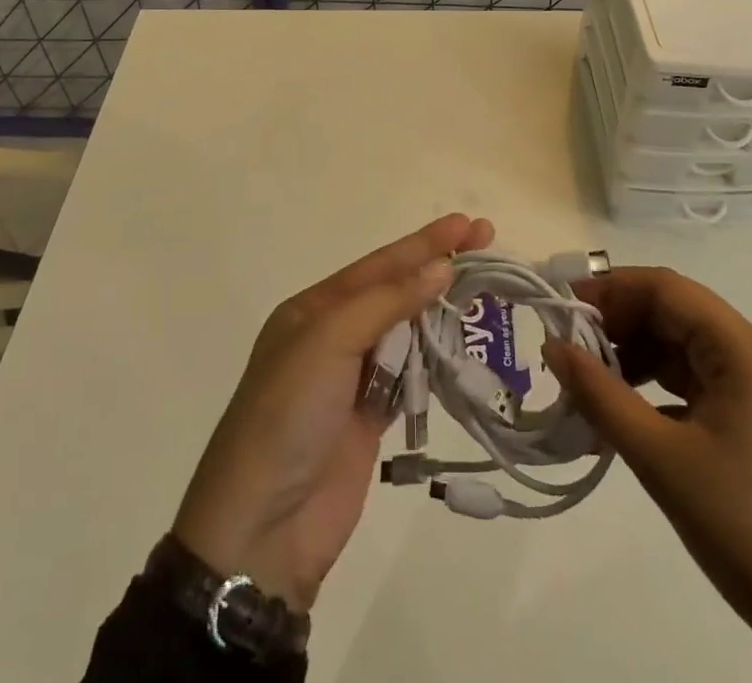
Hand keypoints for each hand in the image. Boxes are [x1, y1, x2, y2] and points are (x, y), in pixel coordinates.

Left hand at [172, 213, 494, 613]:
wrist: (263, 527)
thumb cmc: (288, 414)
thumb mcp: (327, 341)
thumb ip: (386, 302)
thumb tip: (441, 268)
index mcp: (314, 309)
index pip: (380, 264)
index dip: (424, 243)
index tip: (467, 224)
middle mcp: (334, 335)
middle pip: (396, 292)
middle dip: (438, 268)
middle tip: (487, 242)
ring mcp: (354, 378)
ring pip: (408, 331)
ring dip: (442, 311)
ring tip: (486, 288)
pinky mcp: (373, 418)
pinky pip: (413, 376)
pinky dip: (437, 358)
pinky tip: (466, 342)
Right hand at [544, 267, 751, 682]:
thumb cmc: (747, 527)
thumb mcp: (661, 458)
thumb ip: (600, 395)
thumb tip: (553, 346)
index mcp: (741, 348)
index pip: (665, 288)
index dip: (610, 289)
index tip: (562, 309)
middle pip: (673, 313)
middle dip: (617, 325)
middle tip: (568, 353)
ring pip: (680, 348)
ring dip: (633, 358)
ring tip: (589, 387)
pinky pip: (693, 383)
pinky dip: (654, 389)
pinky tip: (625, 415)